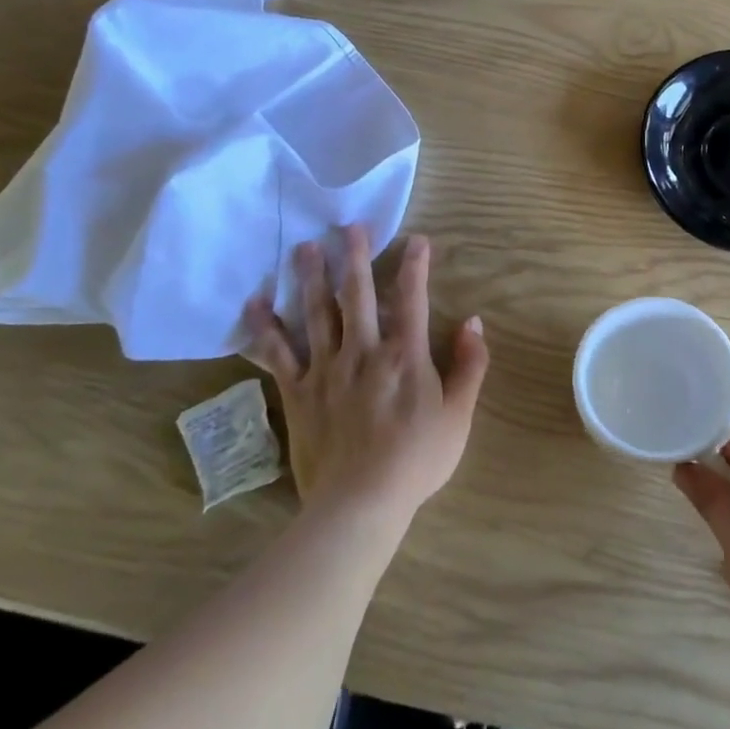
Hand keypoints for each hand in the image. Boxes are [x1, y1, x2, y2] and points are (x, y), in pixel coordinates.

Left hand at [242, 227, 489, 521]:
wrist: (362, 502)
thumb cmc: (418, 458)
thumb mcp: (459, 413)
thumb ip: (470, 365)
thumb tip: (473, 322)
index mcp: (405, 355)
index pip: (412, 299)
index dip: (415, 266)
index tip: (417, 239)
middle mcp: (364, 351)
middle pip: (357, 295)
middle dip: (354, 257)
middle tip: (348, 226)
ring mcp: (326, 371)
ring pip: (315, 314)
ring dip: (310, 279)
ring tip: (304, 248)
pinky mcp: (298, 393)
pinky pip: (277, 355)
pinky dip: (264, 329)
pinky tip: (256, 304)